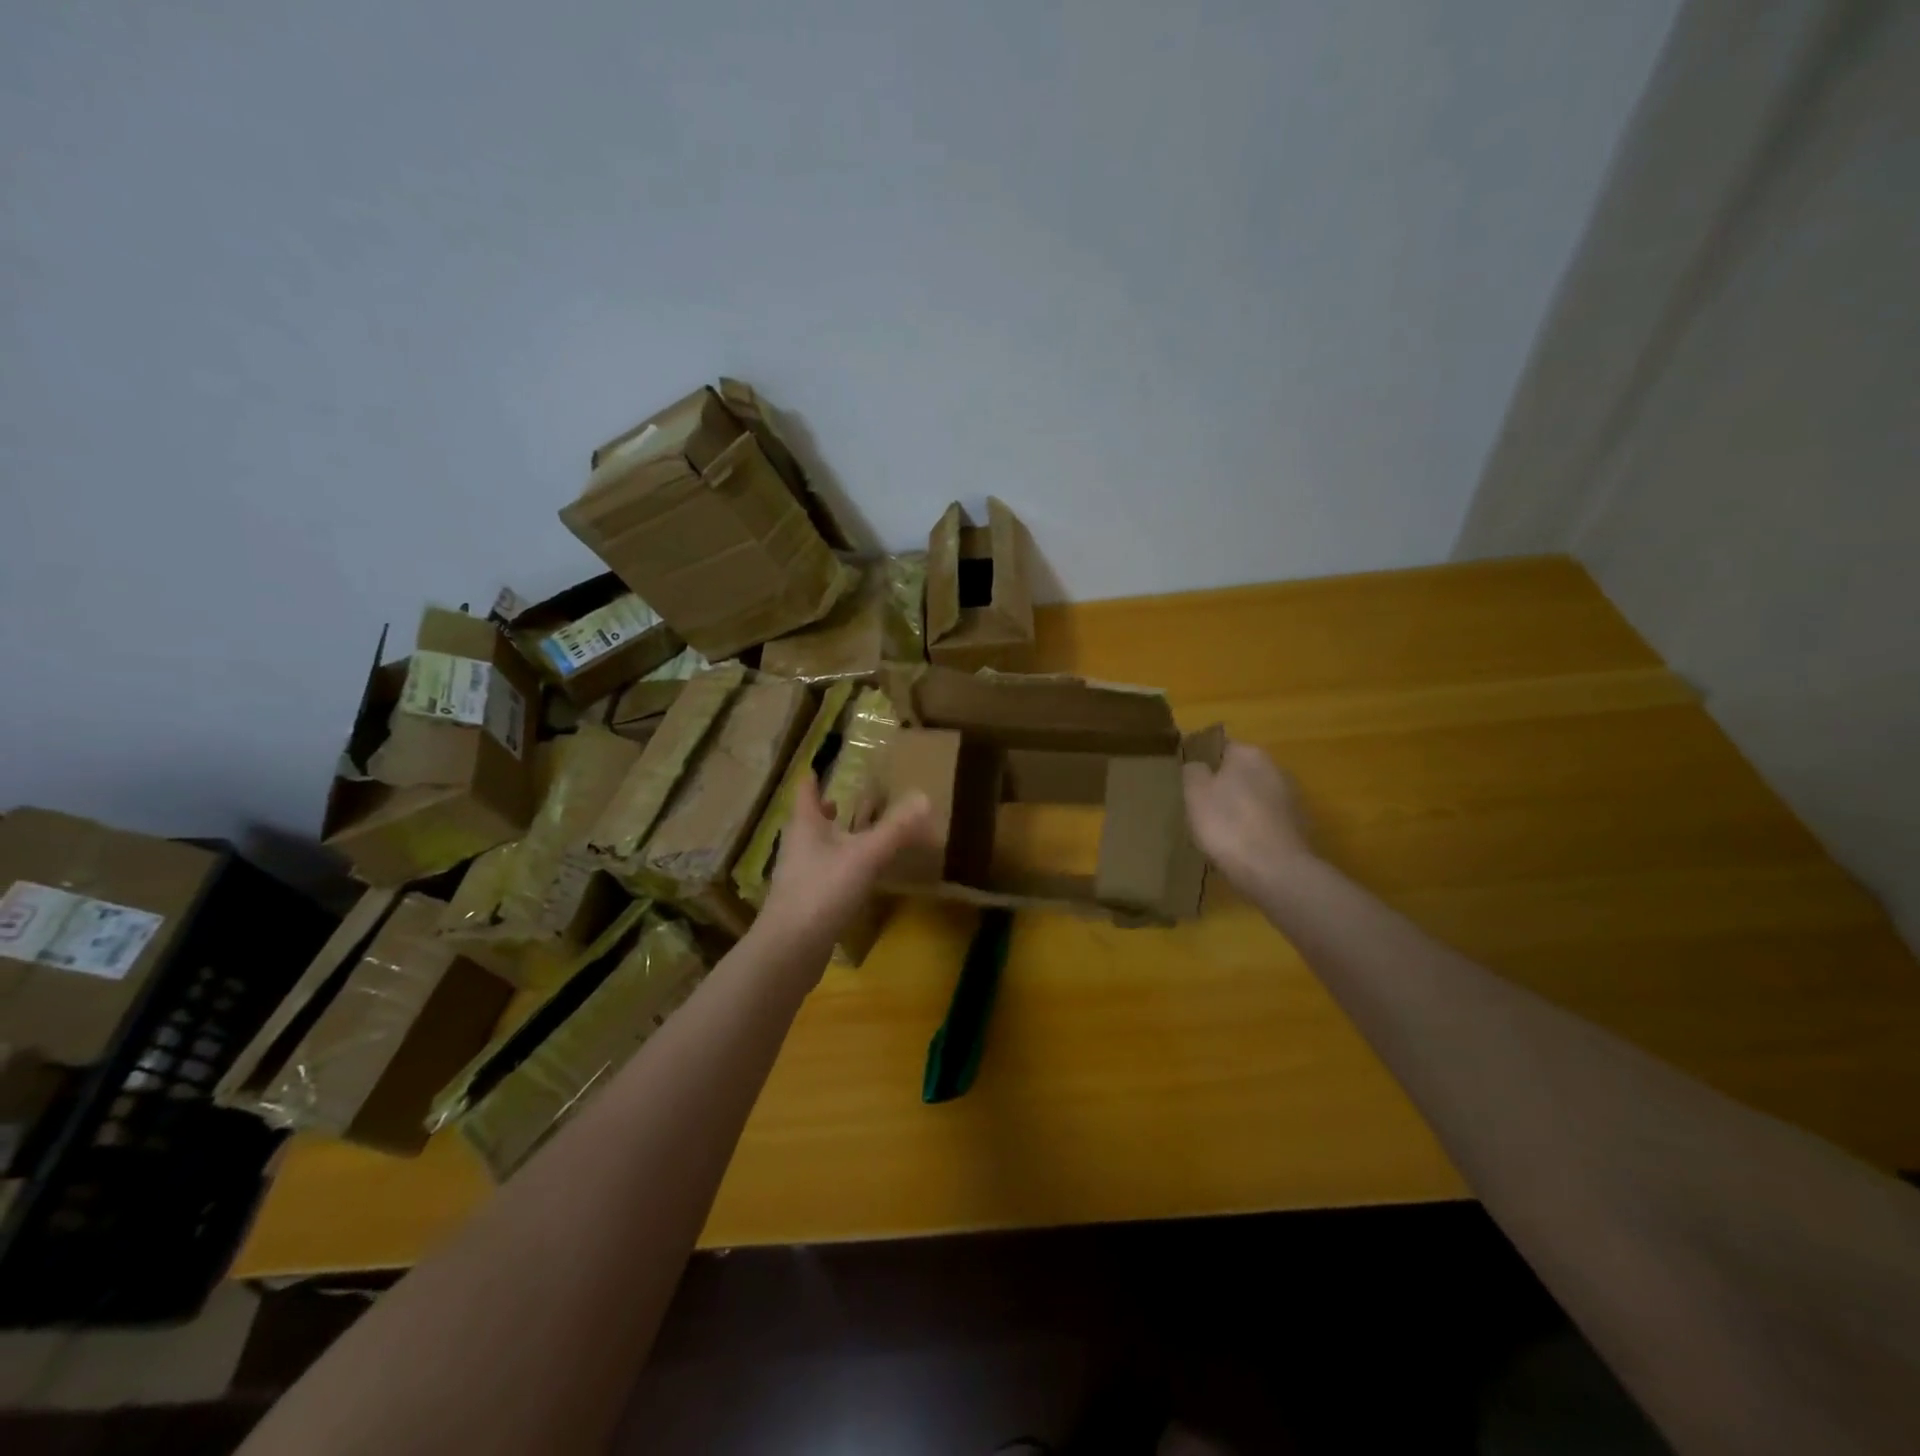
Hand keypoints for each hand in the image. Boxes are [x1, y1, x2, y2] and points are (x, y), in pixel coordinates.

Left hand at [755, 778, 932, 968]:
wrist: (790, 949)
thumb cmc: (822, 891)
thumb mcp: (865, 855)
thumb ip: (895, 829)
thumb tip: (924, 797)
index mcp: (805, 826)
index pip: (805, 791)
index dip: (812, 777)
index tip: (818, 766)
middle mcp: (797, 846)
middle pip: (808, 820)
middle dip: (823, 809)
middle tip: (840, 799)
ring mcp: (797, 876)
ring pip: (815, 848)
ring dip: (831, 838)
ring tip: (851, 834)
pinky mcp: (804, 903)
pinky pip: (822, 874)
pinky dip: (837, 866)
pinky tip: (855, 876)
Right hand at [1181, 740, 1314, 895]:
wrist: (1276, 872)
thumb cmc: (1229, 825)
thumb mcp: (1195, 794)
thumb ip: (1193, 771)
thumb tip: (1198, 765)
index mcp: (1249, 754)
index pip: (1221, 747)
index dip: (1202, 763)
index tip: (1188, 783)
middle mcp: (1275, 768)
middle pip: (1240, 773)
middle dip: (1223, 787)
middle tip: (1200, 809)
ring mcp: (1291, 798)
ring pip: (1255, 798)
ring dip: (1240, 809)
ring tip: (1218, 832)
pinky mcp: (1298, 827)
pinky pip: (1266, 821)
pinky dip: (1254, 829)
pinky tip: (1240, 847)